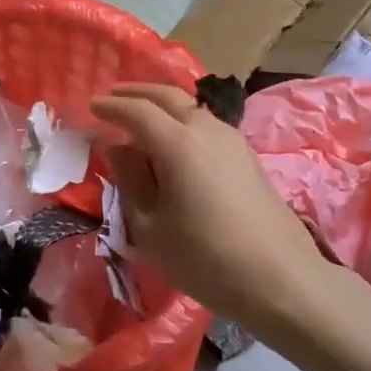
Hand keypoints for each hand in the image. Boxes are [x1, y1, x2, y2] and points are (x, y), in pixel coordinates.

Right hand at [90, 83, 331, 336]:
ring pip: (191, 107)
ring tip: (144, 116)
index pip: (137, 111)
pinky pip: (206, 124)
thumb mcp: (149, 227)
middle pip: (168, 96)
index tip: (91, 106)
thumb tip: (119, 148)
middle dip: (138, 92)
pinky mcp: (247, 155)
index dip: (111, 106)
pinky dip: (183, 120)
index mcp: (177, 143)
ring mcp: (232, 139)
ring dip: (163, 104)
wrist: (279, 278)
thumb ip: (130, 180)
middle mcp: (206, 129)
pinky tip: (177, 139)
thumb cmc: (204, 258)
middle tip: (114, 96)